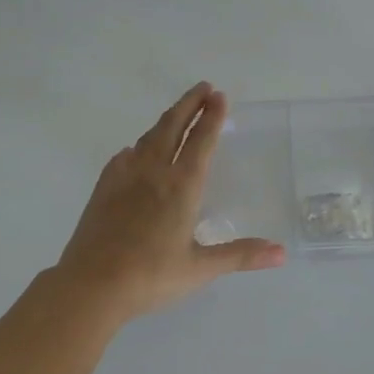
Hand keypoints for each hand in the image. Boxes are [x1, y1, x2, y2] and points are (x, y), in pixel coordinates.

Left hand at [54, 83, 285, 320]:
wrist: (91, 285)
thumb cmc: (151, 276)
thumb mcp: (201, 268)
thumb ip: (241, 255)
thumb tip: (282, 253)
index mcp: (181, 186)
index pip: (201, 142)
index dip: (212, 118)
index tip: (220, 96)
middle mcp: (153, 173)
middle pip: (172, 127)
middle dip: (189, 104)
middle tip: (203, 88)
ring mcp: (124, 178)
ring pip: (148, 139)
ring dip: (166, 121)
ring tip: (177, 113)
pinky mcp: (103, 189)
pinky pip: (124, 157)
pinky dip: (137, 147)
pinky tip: (135, 151)